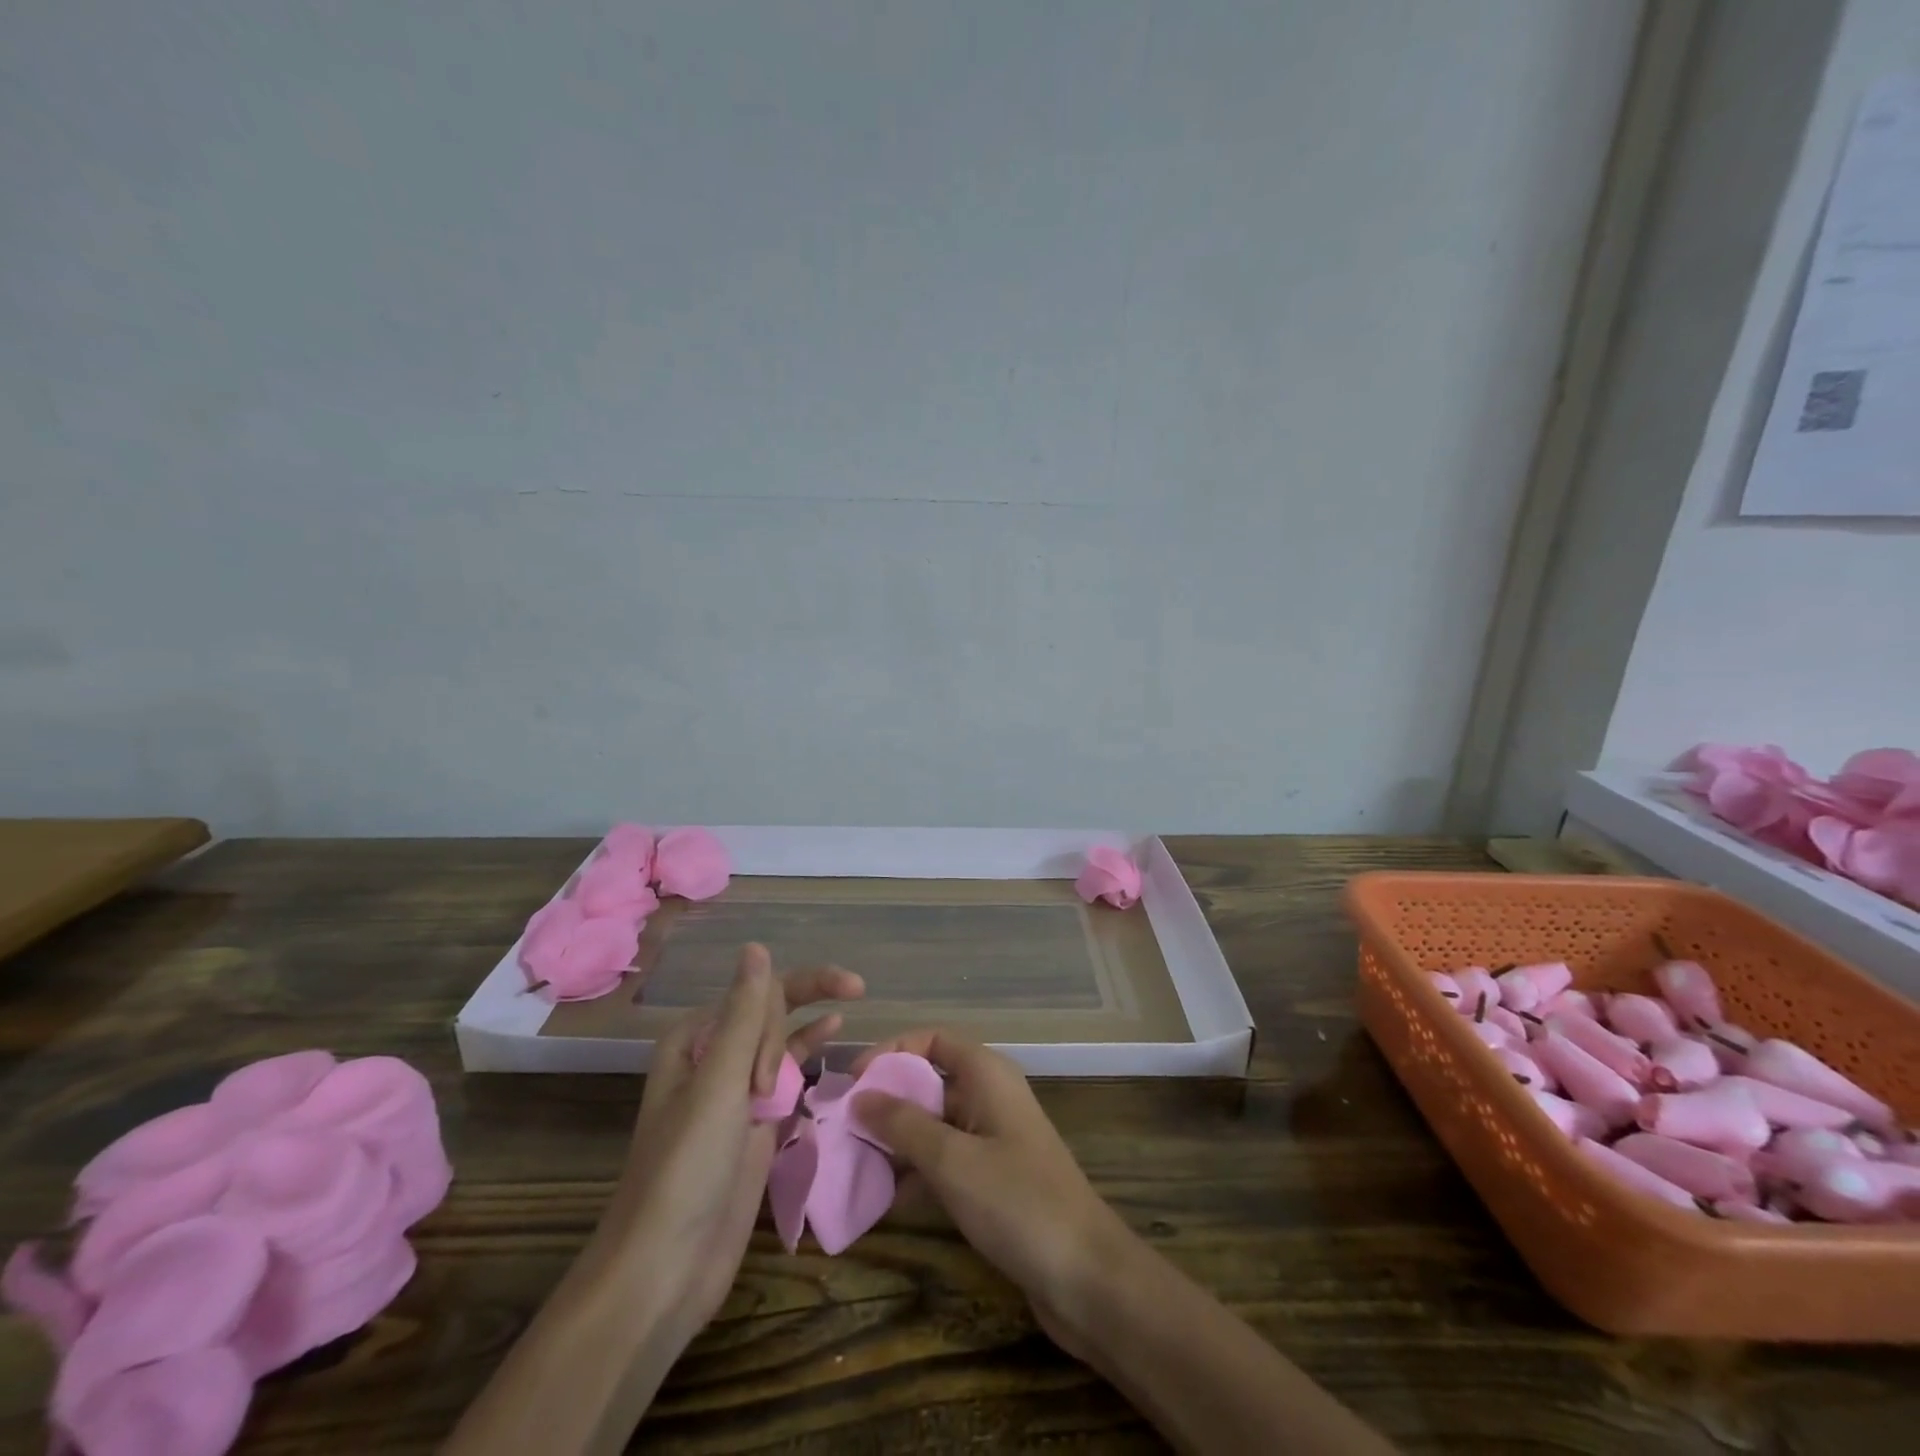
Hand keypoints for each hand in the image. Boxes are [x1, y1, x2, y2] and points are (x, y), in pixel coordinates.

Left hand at [591, 945, 863, 1344]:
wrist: (663, 1272)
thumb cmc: (685, 1170)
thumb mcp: (718, 1085)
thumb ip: (745, 1016)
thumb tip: (757, 947)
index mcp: (694, 1041)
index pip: (754, 996)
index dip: (777, 1017)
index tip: (769, 1081)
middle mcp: (714, 1061)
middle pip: (770, 1012)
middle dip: (804, 1005)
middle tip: (855, 993)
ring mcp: (737, 1096)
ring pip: (782, 1042)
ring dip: (810, 1025)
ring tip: (852, 1001)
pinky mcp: (755, 1129)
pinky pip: (790, 1079)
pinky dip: (812, 1059)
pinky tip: (834, 1039)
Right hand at [851, 1029, 1133, 1355]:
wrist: (1086, 1276)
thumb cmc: (1017, 1202)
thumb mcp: (952, 1160)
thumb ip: (903, 1124)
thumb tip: (860, 1095)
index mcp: (987, 1074)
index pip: (933, 1038)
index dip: (892, 1051)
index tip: (853, 1080)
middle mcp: (991, 1096)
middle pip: (931, 1080)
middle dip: (888, 1100)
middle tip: (843, 1126)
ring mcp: (995, 1138)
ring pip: (935, 1123)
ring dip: (898, 1140)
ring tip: (852, 1163)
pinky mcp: (995, 1178)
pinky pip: (947, 1160)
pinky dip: (918, 1171)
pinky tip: (884, 1199)